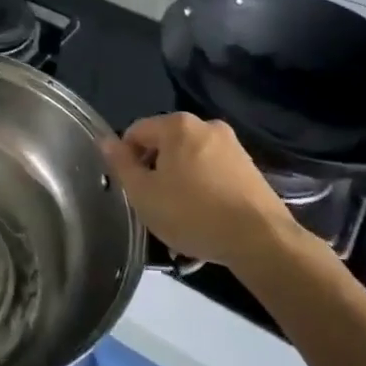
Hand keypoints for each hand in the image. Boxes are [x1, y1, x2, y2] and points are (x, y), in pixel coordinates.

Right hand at [103, 113, 301, 266]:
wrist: (260, 240)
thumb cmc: (193, 213)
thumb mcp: (144, 194)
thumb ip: (121, 164)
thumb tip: (105, 141)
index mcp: (177, 125)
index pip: (136, 132)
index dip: (126, 159)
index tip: (132, 190)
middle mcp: (206, 126)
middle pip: (165, 145)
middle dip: (155, 172)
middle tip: (154, 206)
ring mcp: (232, 146)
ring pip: (190, 161)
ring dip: (179, 184)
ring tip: (180, 219)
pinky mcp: (250, 168)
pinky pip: (213, 174)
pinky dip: (203, 191)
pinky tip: (204, 220)